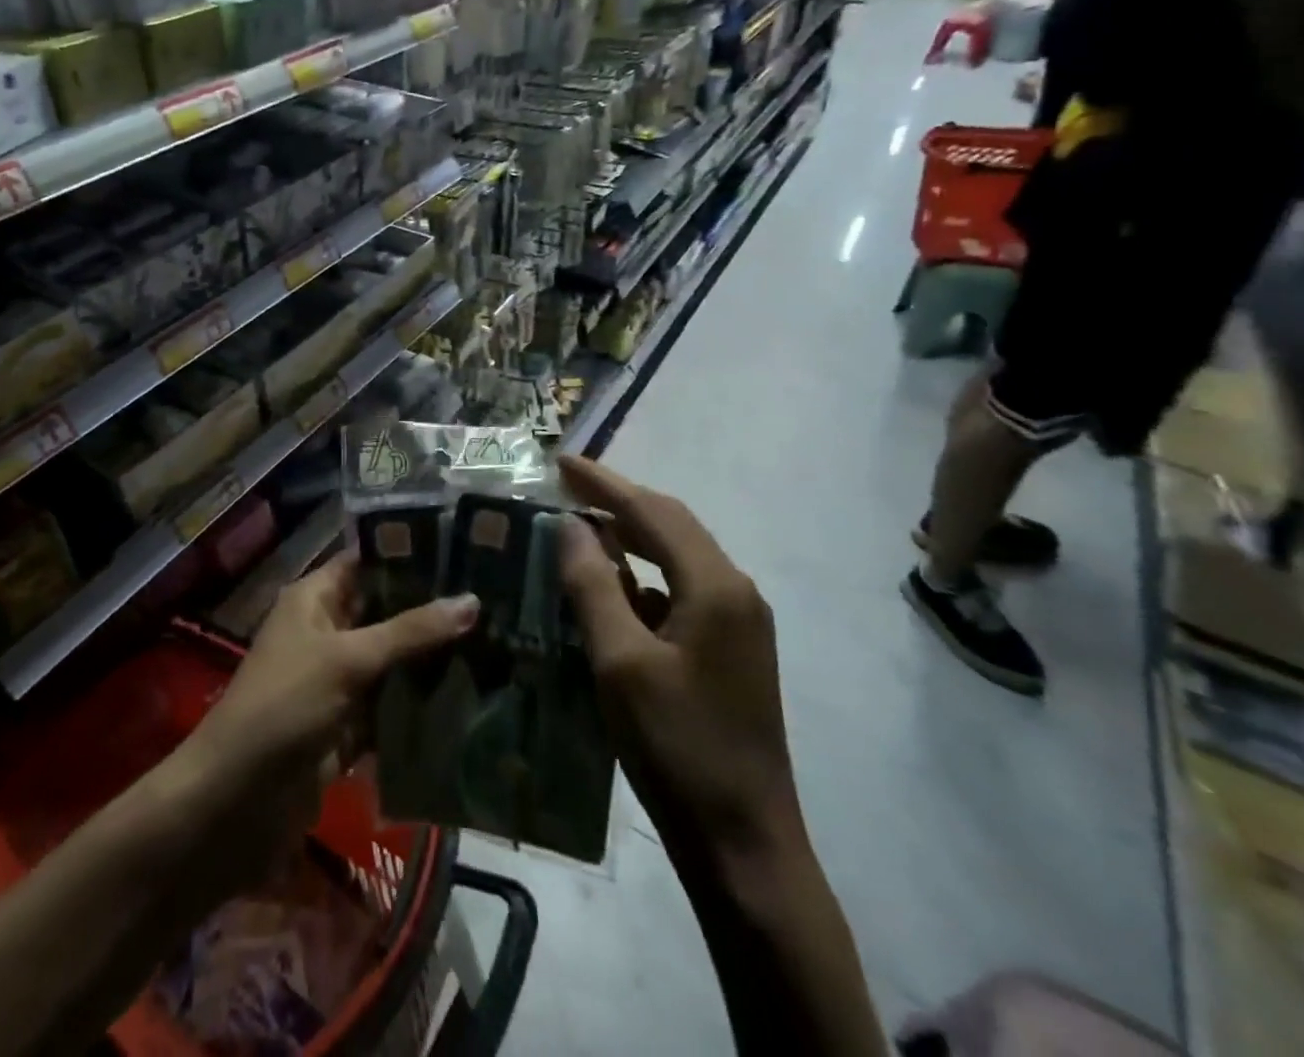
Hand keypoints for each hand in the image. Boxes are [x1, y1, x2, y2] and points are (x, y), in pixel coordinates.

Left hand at [171, 552, 477, 877]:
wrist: (235, 803)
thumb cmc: (284, 706)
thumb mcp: (347, 659)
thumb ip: (410, 632)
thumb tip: (472, 600)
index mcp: (314, 599)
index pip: (366, 561)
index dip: (409, 553)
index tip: (465, 550)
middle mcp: (326, 631)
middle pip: (385, 611)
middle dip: (431, 610)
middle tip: (494, 599)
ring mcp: (337, 681)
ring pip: (392, 660)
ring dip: (432, 659)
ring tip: (497, 642)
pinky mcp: (346, 726)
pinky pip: (390, 706)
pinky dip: (420, 704)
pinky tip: (471, 697)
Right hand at [556, 455, 803, 860]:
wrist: (744, 843)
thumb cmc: (677, 747)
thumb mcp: (619, 662)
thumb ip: (593, 585)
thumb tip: (570, 524)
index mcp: (715, 586)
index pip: (653, 511)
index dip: (603, 482)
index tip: (560, 460)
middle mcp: (735, 591)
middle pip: (670, 525)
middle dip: (617, 501)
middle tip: (565, 485)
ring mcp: (738, 622)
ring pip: (677, 556)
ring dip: (629, 535)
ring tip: (580, 524)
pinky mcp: (731, 649)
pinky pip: (680, 589)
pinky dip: (641, 575)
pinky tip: (610, 587)